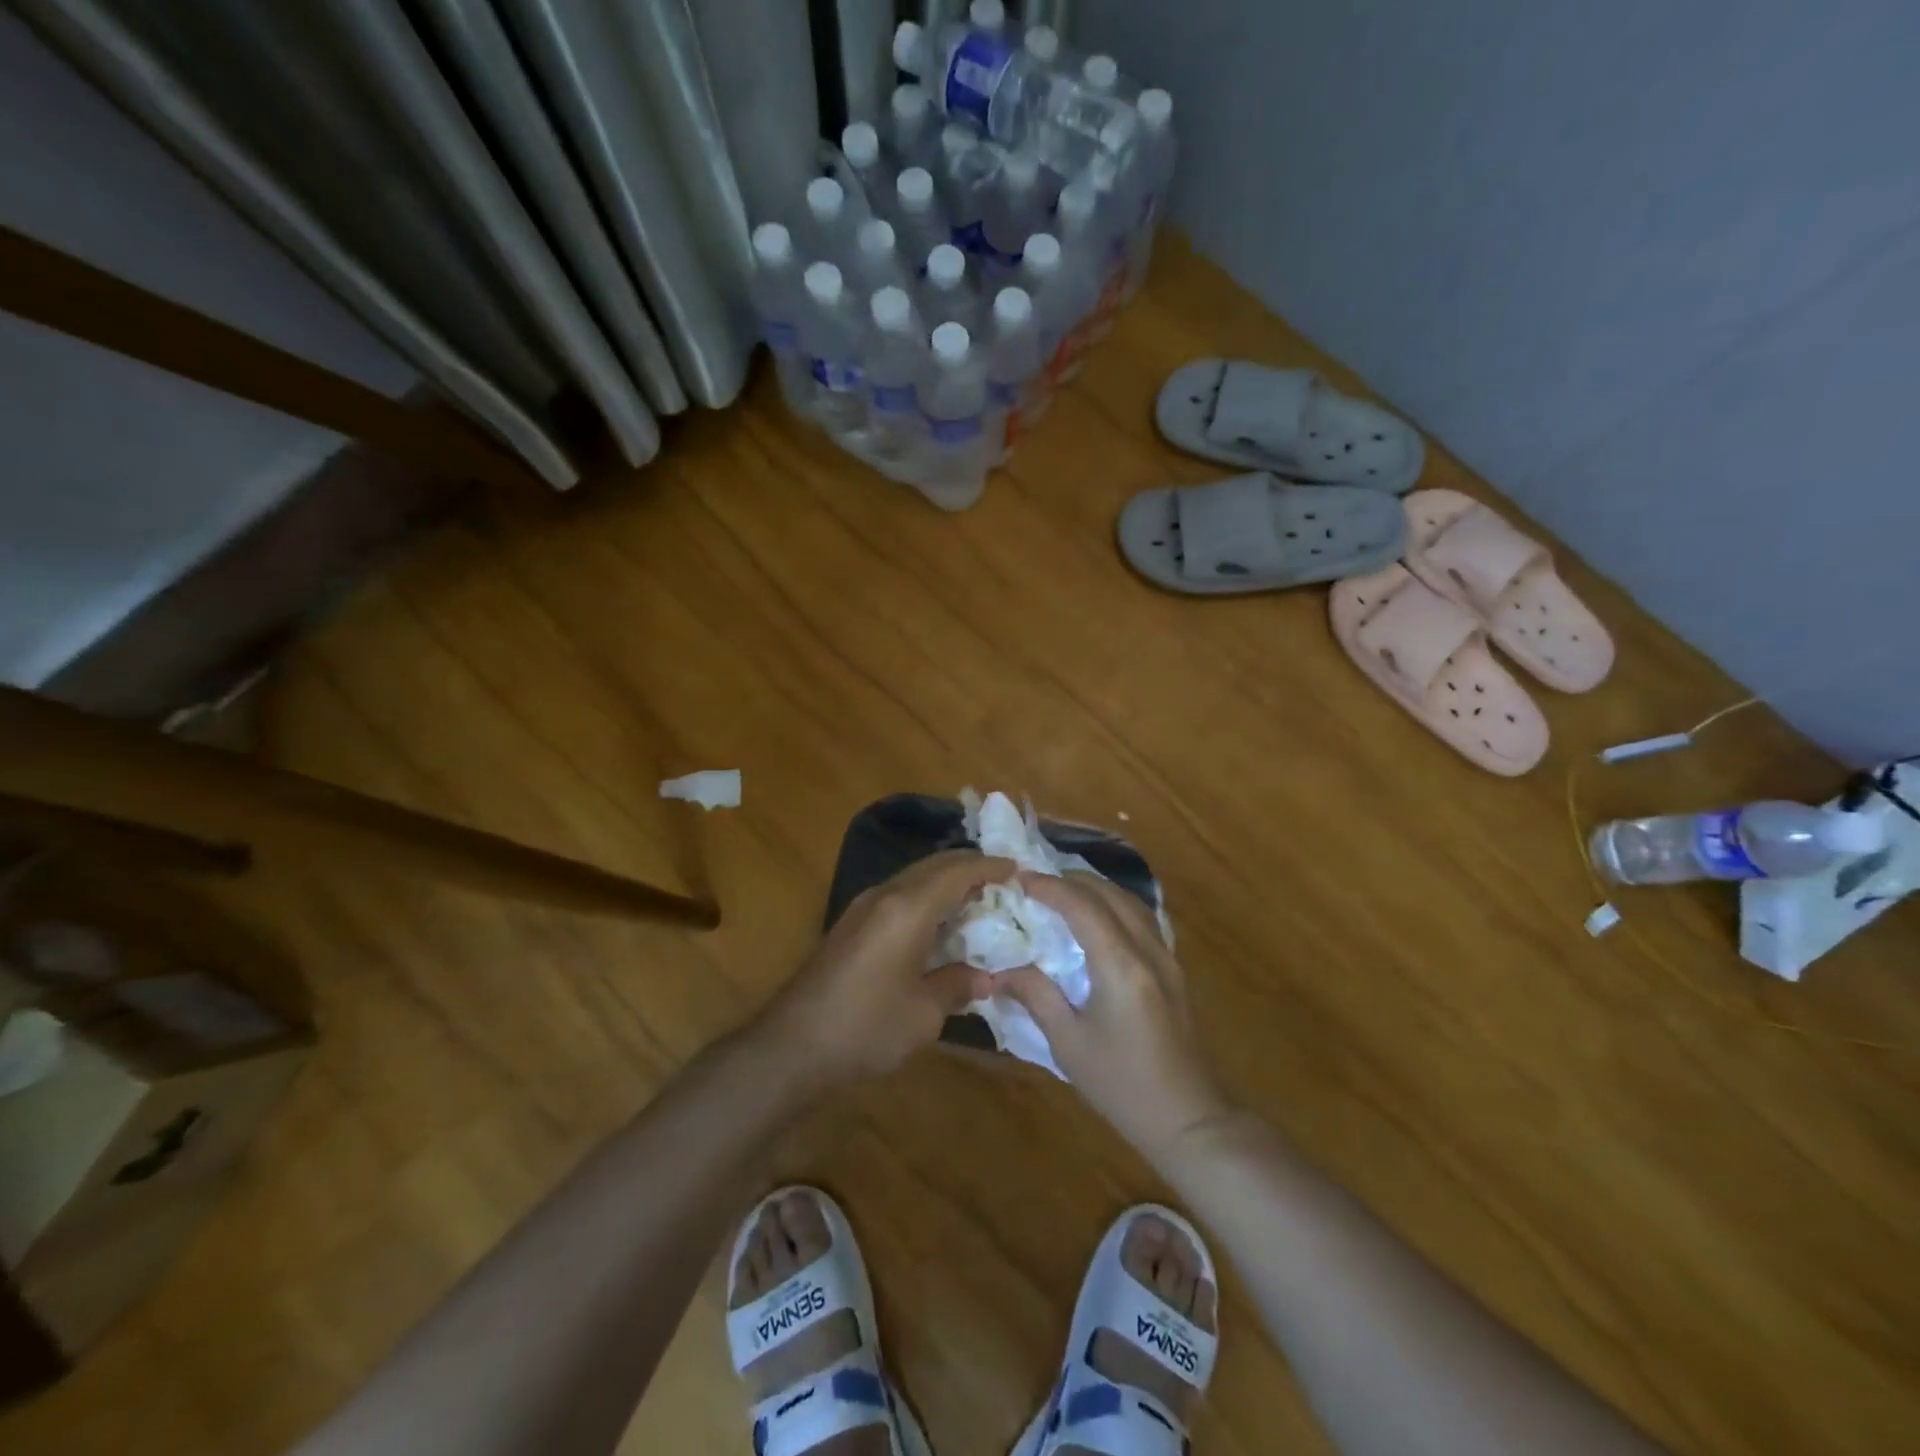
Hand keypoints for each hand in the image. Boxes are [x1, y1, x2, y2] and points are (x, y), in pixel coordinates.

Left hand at [762, 851, 1012, 1085]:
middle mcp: (884, 895)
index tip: (1018, 869)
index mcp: (907, 908)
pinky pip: (898, 895)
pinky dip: (926, 898)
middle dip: (970, 868)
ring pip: (914, 878)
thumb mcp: (923, 1014)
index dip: (990, 867)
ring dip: (946, 882)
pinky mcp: (851, 925)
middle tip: (1002, 881)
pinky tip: (940, 924)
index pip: (957, 872)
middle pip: (934, 866)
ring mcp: (863, 908)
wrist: (791, 1048)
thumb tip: (985, 976)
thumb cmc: (865, 1028)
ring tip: (978, 900)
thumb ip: (958, 985)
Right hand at [998, 872, 1231, 1164]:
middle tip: (1035, 882)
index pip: (1082, 905)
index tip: (1019, 878)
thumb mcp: (1069, 1044)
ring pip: (1130, 901)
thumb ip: (1036, 996)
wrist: (1190, 1119)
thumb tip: (1000, 972)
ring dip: (1095, 888)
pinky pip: (1141, 918)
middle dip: (1071, 880)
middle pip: (1109, 893)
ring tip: (1062, 891)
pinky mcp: (1173, 969)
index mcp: (1120, 964)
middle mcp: (1148, 949)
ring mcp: (1167, 957)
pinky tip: (1096, 918)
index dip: (1049, 886)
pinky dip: (1113, 905)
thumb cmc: (1123, 1086)